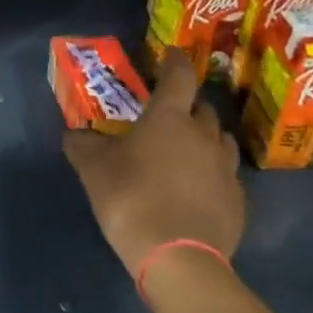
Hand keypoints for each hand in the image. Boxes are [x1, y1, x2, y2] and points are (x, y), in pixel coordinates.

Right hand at [62, 50, 245, 276]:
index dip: (175, 60)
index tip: (170, 53)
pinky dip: (212, 174)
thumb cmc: (131, 198)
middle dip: (189, 105)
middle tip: (170, 112)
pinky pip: (226, 176)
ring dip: (206, 137)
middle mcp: (204, 135)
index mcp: (169, 117)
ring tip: (188, 149)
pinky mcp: (238, 202)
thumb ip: (82, 144)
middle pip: (204, 108)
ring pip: (221, 140)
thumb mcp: (92, 168)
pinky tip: (196, 189)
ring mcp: (226, 169)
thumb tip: (73, 133)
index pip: (179, 75)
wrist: (177, 258)